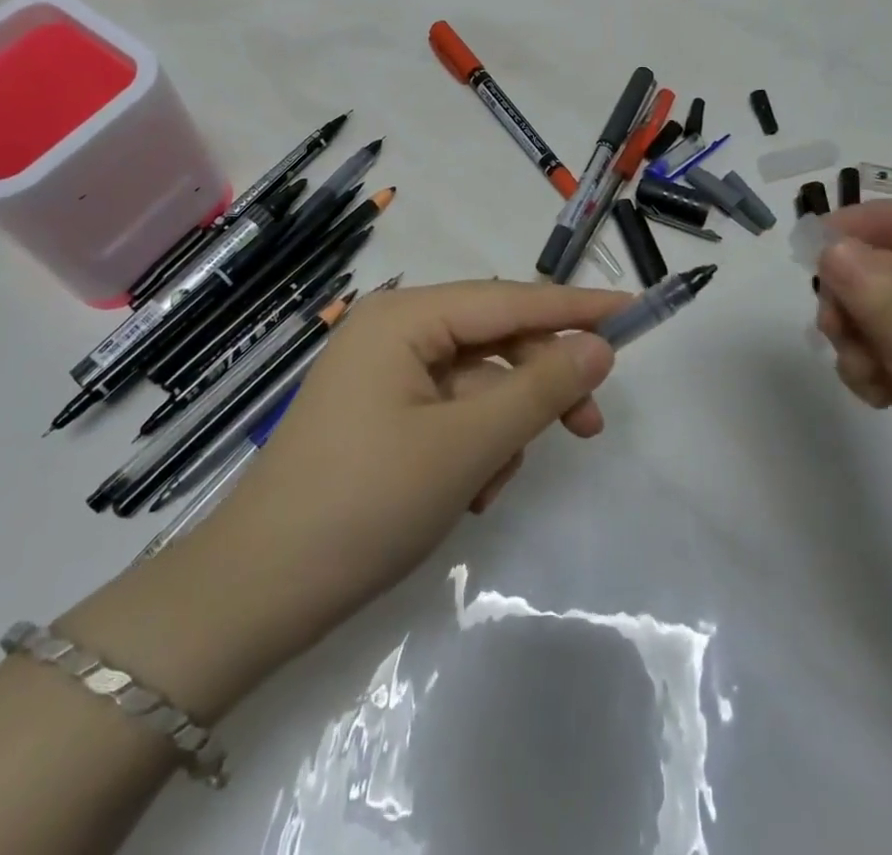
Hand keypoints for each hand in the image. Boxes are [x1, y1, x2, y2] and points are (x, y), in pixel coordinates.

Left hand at [187, 279, 625, 676]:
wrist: (258, 592)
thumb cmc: (365, 503)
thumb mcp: (467, 445)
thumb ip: (539, 390)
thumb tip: (598, 347)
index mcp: (403, 317)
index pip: (508, 299)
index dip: (574, 307)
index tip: (632, 311)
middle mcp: (392, 331)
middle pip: (493, 342)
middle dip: (538, 386)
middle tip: (589, 427)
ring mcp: (381, 374)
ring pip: (474, 384)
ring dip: (500, 429)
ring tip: (489, 487)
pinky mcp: (378, 415)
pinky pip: (448, 413)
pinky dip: (471, 446)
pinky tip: (465, 494)